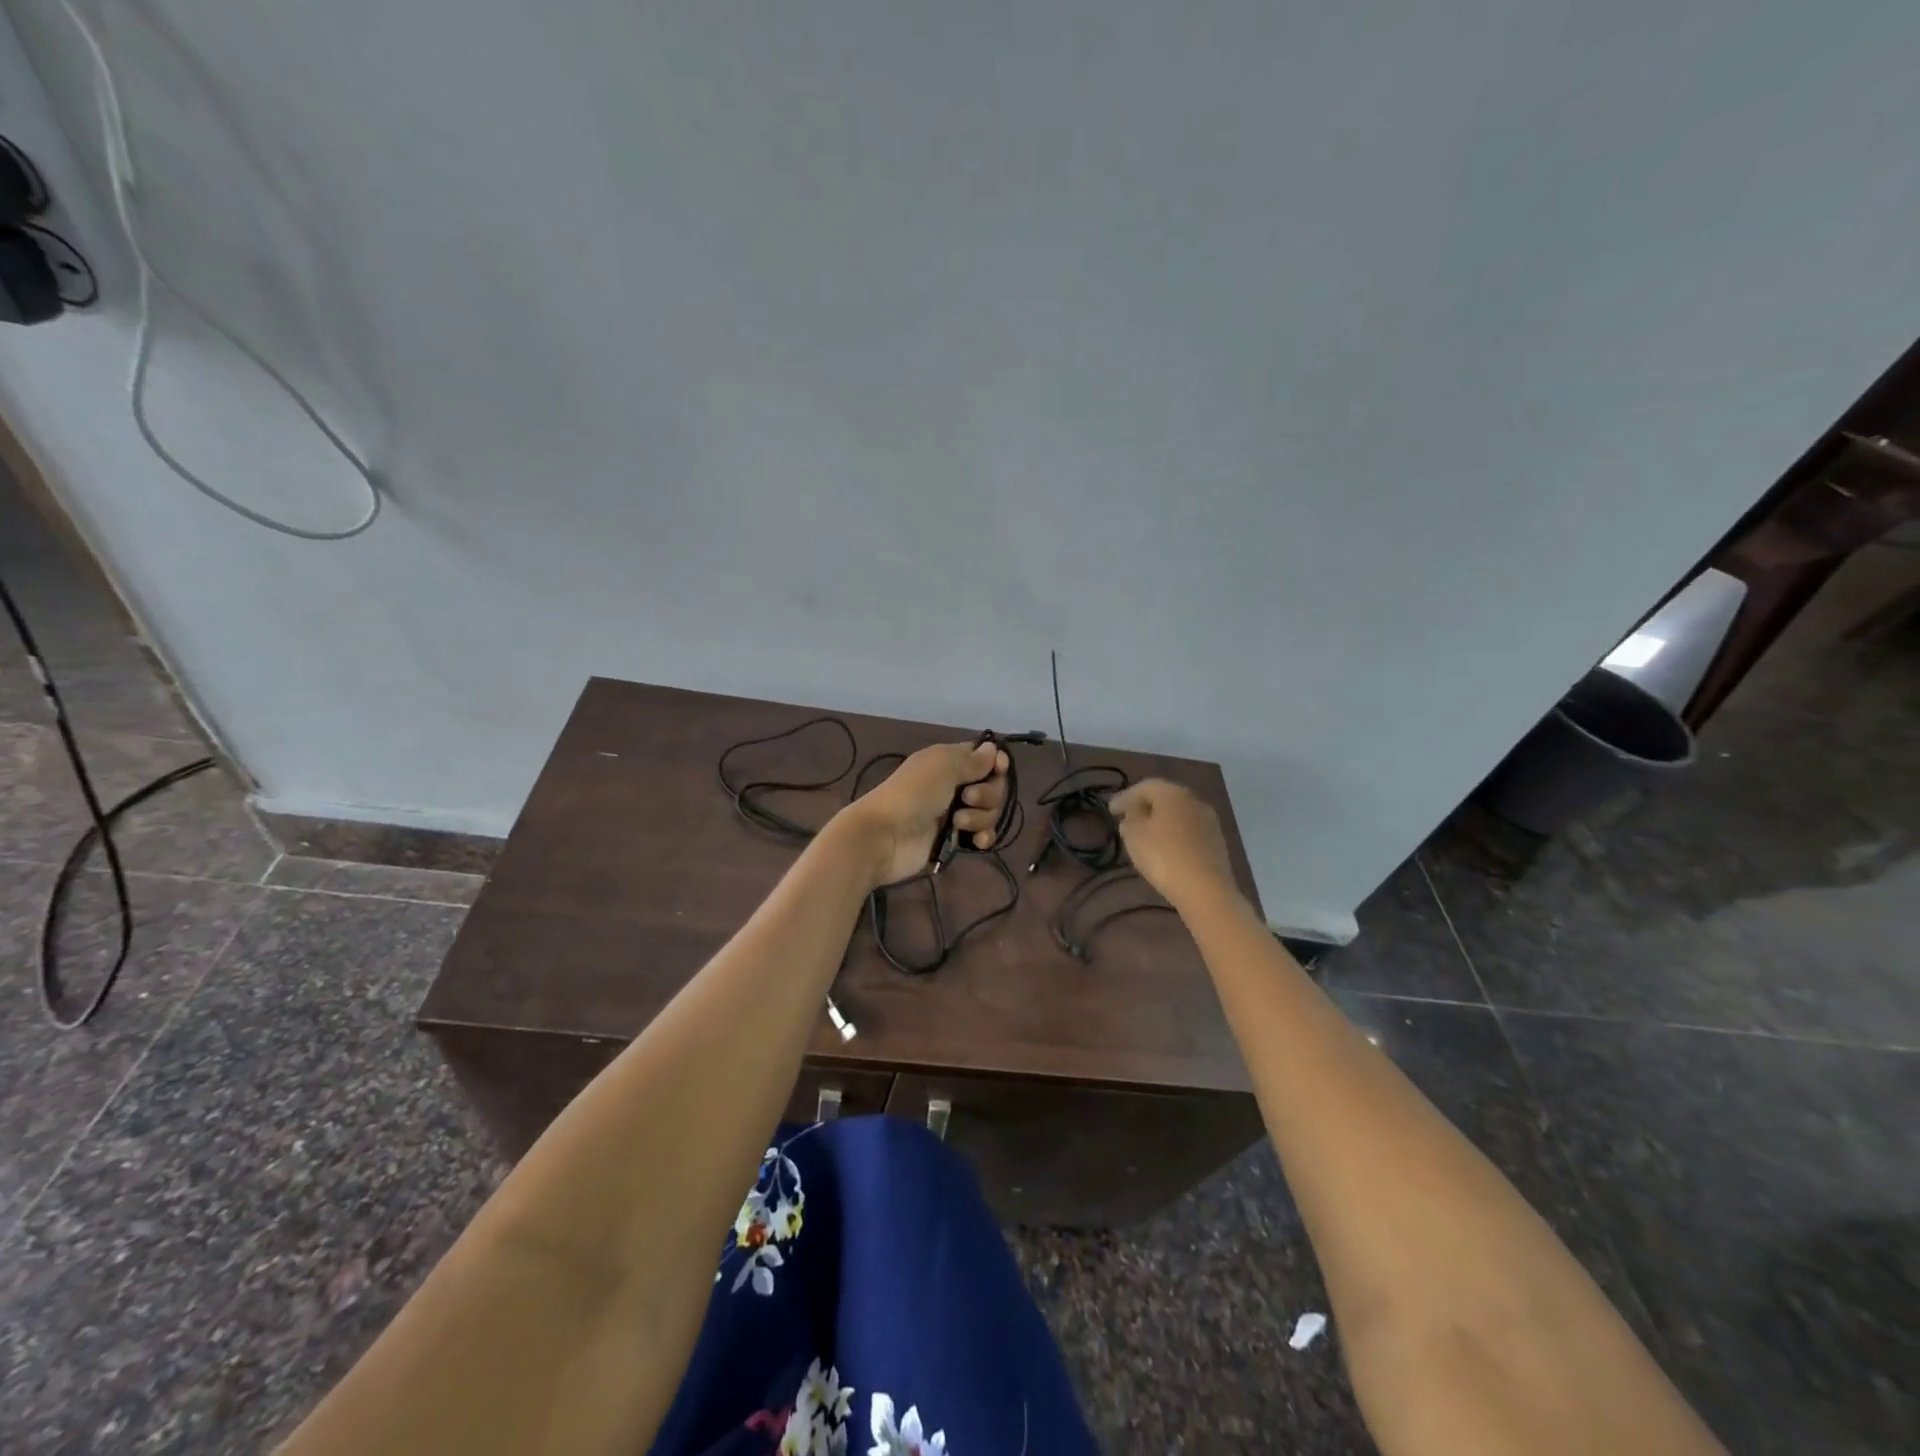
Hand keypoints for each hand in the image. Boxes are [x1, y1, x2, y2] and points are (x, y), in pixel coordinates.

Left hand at [836, 741, 1011, 887]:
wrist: (885, 837)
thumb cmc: (913, 794)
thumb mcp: (943, 767)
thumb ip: (972, 760)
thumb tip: (993, 750)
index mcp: (949, 762)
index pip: (985, 758)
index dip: (996, 763)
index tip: (998, 770)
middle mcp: (955, 785)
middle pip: (993, 787)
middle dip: (988, 794)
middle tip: (967, 798)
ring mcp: (955, 814)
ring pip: (989, 813)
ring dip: (980, 818)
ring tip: (957, 823)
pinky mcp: (955, 840)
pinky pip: (982, 836)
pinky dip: (983, 838)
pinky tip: (975, 843)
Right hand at [1110, 779, 1236, 911]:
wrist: (1206, 890)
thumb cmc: (1164, 857)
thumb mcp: (1134, 836)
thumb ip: (1130, 819)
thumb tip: (1133, 812)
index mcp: (1172, 793)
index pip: (1144, 787)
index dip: (1124, 797)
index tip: (1110, 811)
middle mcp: (1194, 800)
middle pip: (1164, 797)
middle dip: (1144, 806)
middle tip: (1128, 819)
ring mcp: (1209, 820)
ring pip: (1178, 813)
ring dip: (1161, 820)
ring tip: (1145, 835)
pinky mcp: (1217, 840)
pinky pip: (1189, 830)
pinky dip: (1175, 834)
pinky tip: (1166, 848)